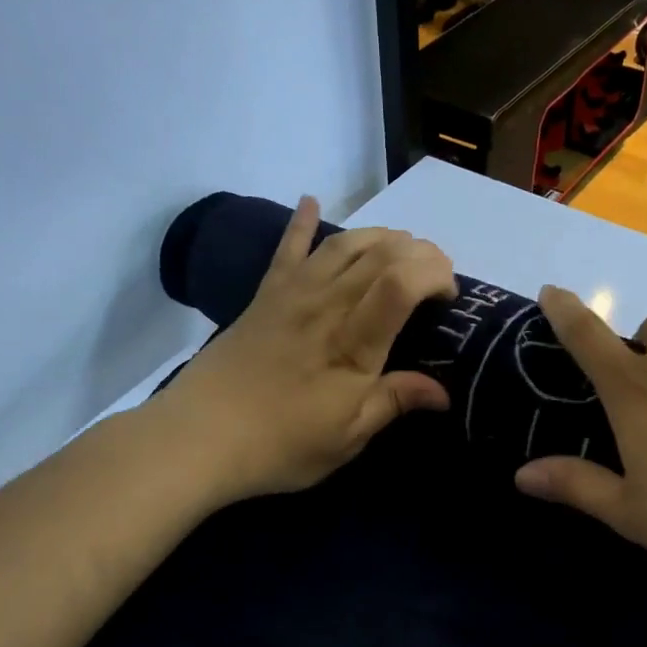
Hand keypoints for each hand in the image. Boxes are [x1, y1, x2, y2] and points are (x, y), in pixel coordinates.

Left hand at [156, 197, 456, 503]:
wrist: (198, 438)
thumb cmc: (280, 445)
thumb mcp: (347, 438)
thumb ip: (394, 402)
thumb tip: (444, 392)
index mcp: (352, 343)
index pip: (402, 282)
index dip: (435, 274)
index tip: (449, 297)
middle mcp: (326, 305)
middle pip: (380, 254)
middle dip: (419, 252)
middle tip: (435, 274)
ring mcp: (292, 295)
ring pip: (343, 244)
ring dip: (380, 236)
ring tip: (401, 246)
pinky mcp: (264, 296)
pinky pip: (287, 250)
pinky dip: (302, 222)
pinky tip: (311, 201)